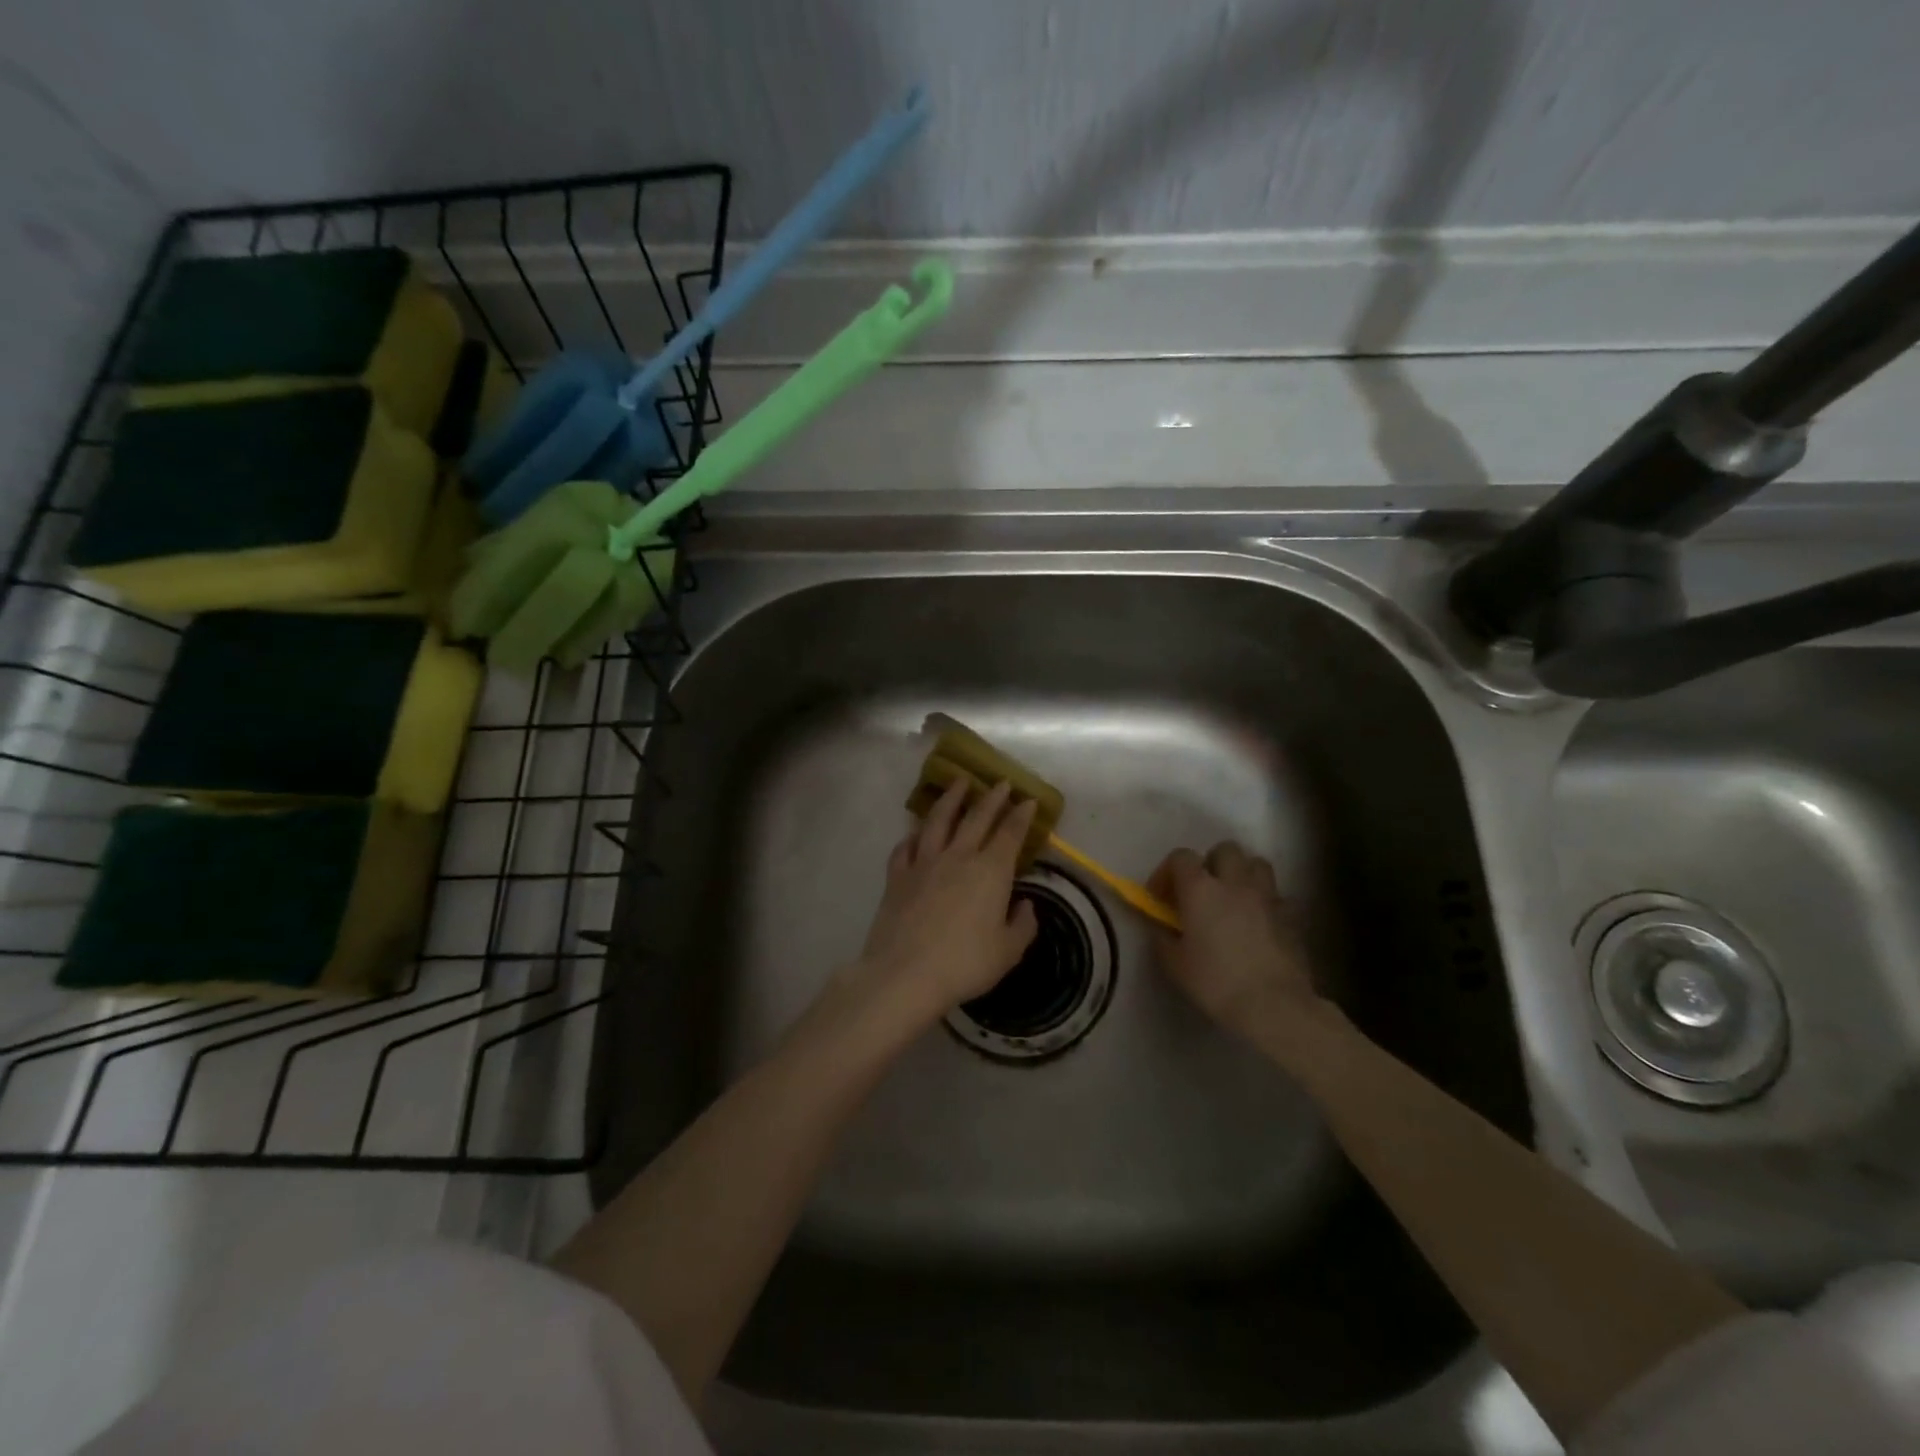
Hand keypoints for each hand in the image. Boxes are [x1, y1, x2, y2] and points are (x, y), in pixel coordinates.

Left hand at [851, 780, 1039, 1026]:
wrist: (905, 973)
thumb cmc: (965, 963)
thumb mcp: (1007, 951)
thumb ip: (1022, 925)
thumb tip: (1025, 906)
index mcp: (990, 871)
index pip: (1010, 833)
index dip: (1021, 815)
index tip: (1028, 800)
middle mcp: (958, 856)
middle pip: (977, 817)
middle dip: (992, 798)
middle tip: (1001, 782)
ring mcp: (924, 862)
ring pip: (938, 821)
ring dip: (951, 799)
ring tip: (958, 783)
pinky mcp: (897, 876)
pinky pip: (905, 847)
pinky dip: (913, 835)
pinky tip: (915, 832)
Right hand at [1148, 842, 1336, 1060]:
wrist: (1273, 1005)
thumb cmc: (1216, 982)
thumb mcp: (1174, 964)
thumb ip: (1163, 938)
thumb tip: (1162, 928)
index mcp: (1200, 889)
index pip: (1181, 857)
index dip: (1168, 872)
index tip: (1162, 898)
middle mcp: (1234, 882)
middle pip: (1224, 850)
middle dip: (1211, 864)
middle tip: (1203, 892)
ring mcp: (1267, 896)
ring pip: (1256, 864)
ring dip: (1242, 875)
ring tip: (1233, 899)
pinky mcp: (1291, 916)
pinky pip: (1277, 896)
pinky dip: (1266, 903)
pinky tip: (1260, 924)